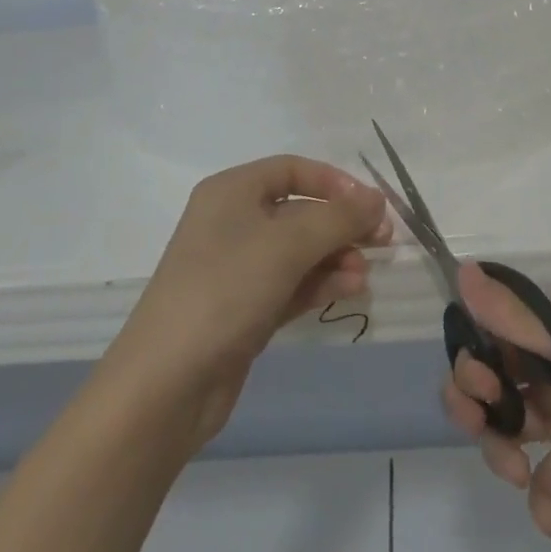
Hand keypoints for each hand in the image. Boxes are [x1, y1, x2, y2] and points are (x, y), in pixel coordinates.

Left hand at [110, 155, 390, 444]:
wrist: (168, 382)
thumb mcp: (286, 245)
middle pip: (299, 211)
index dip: (334, 182)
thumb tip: (377, 198)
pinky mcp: (245, 307)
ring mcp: (238, 267)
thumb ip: (337, 218)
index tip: (371, 204)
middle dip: (341, 224)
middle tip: (382, 241)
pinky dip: (320, 283)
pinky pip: (291, 283)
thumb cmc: (225, 289)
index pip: (292, 170)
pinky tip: (350, 290)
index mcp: (232, 191)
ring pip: (299, 251)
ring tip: (364, 275)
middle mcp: (233, 221)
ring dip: (335, 256)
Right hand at [443, 264, 550, 543]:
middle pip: (492, 376)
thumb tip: (461, 270)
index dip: (471, 354)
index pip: (489, 328)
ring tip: (517, 476)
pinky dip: (542, 495)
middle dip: (476, 403)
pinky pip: (548, 474)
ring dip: (501, 448)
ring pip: (511, 423)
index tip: (478, 386)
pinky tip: (550, 518)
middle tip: (484, 426)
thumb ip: (519, 318)